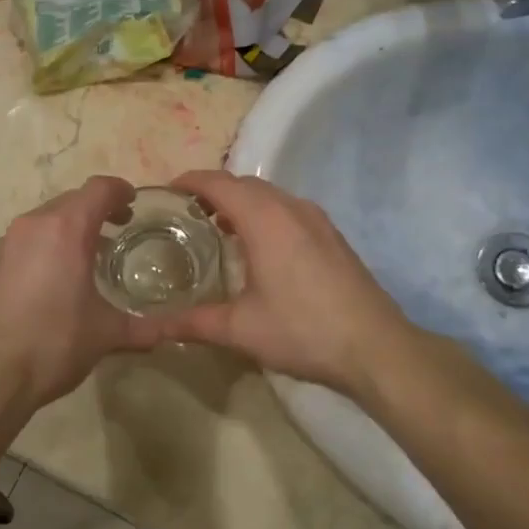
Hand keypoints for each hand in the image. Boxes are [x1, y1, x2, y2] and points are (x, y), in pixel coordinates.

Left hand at [0, 177, 162, 420]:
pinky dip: (47, 243)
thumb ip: (146, 328)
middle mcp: (34, 225)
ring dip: (70, 226)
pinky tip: (56, 276)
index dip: (121, 190)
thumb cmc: (53, 344)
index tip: (134, 203)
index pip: (99, 189)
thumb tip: (176, 332)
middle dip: (97, 209)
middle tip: (119, 229)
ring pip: (46, 218)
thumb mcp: (106, 334)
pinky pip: (27, 238)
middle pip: (72, 200)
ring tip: (89, 254)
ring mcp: (7, 242)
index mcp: (66, 229)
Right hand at [153, 171, 412, 396]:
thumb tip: (153, 328)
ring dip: (242, 202)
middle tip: (186, 214)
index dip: (190, 181)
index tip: (167, 192)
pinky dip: (265, 214)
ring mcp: (317, 219)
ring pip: (270, 195)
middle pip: (244, 184)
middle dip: (213, 191)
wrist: (375, 347)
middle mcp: (291, 207)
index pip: (219, 183)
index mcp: (264, 219)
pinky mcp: (333, 235)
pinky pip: (289, 209)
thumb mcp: (240, 329)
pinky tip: (260, 247)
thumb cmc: (302, 330)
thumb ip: (193, 322)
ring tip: (218, 228)